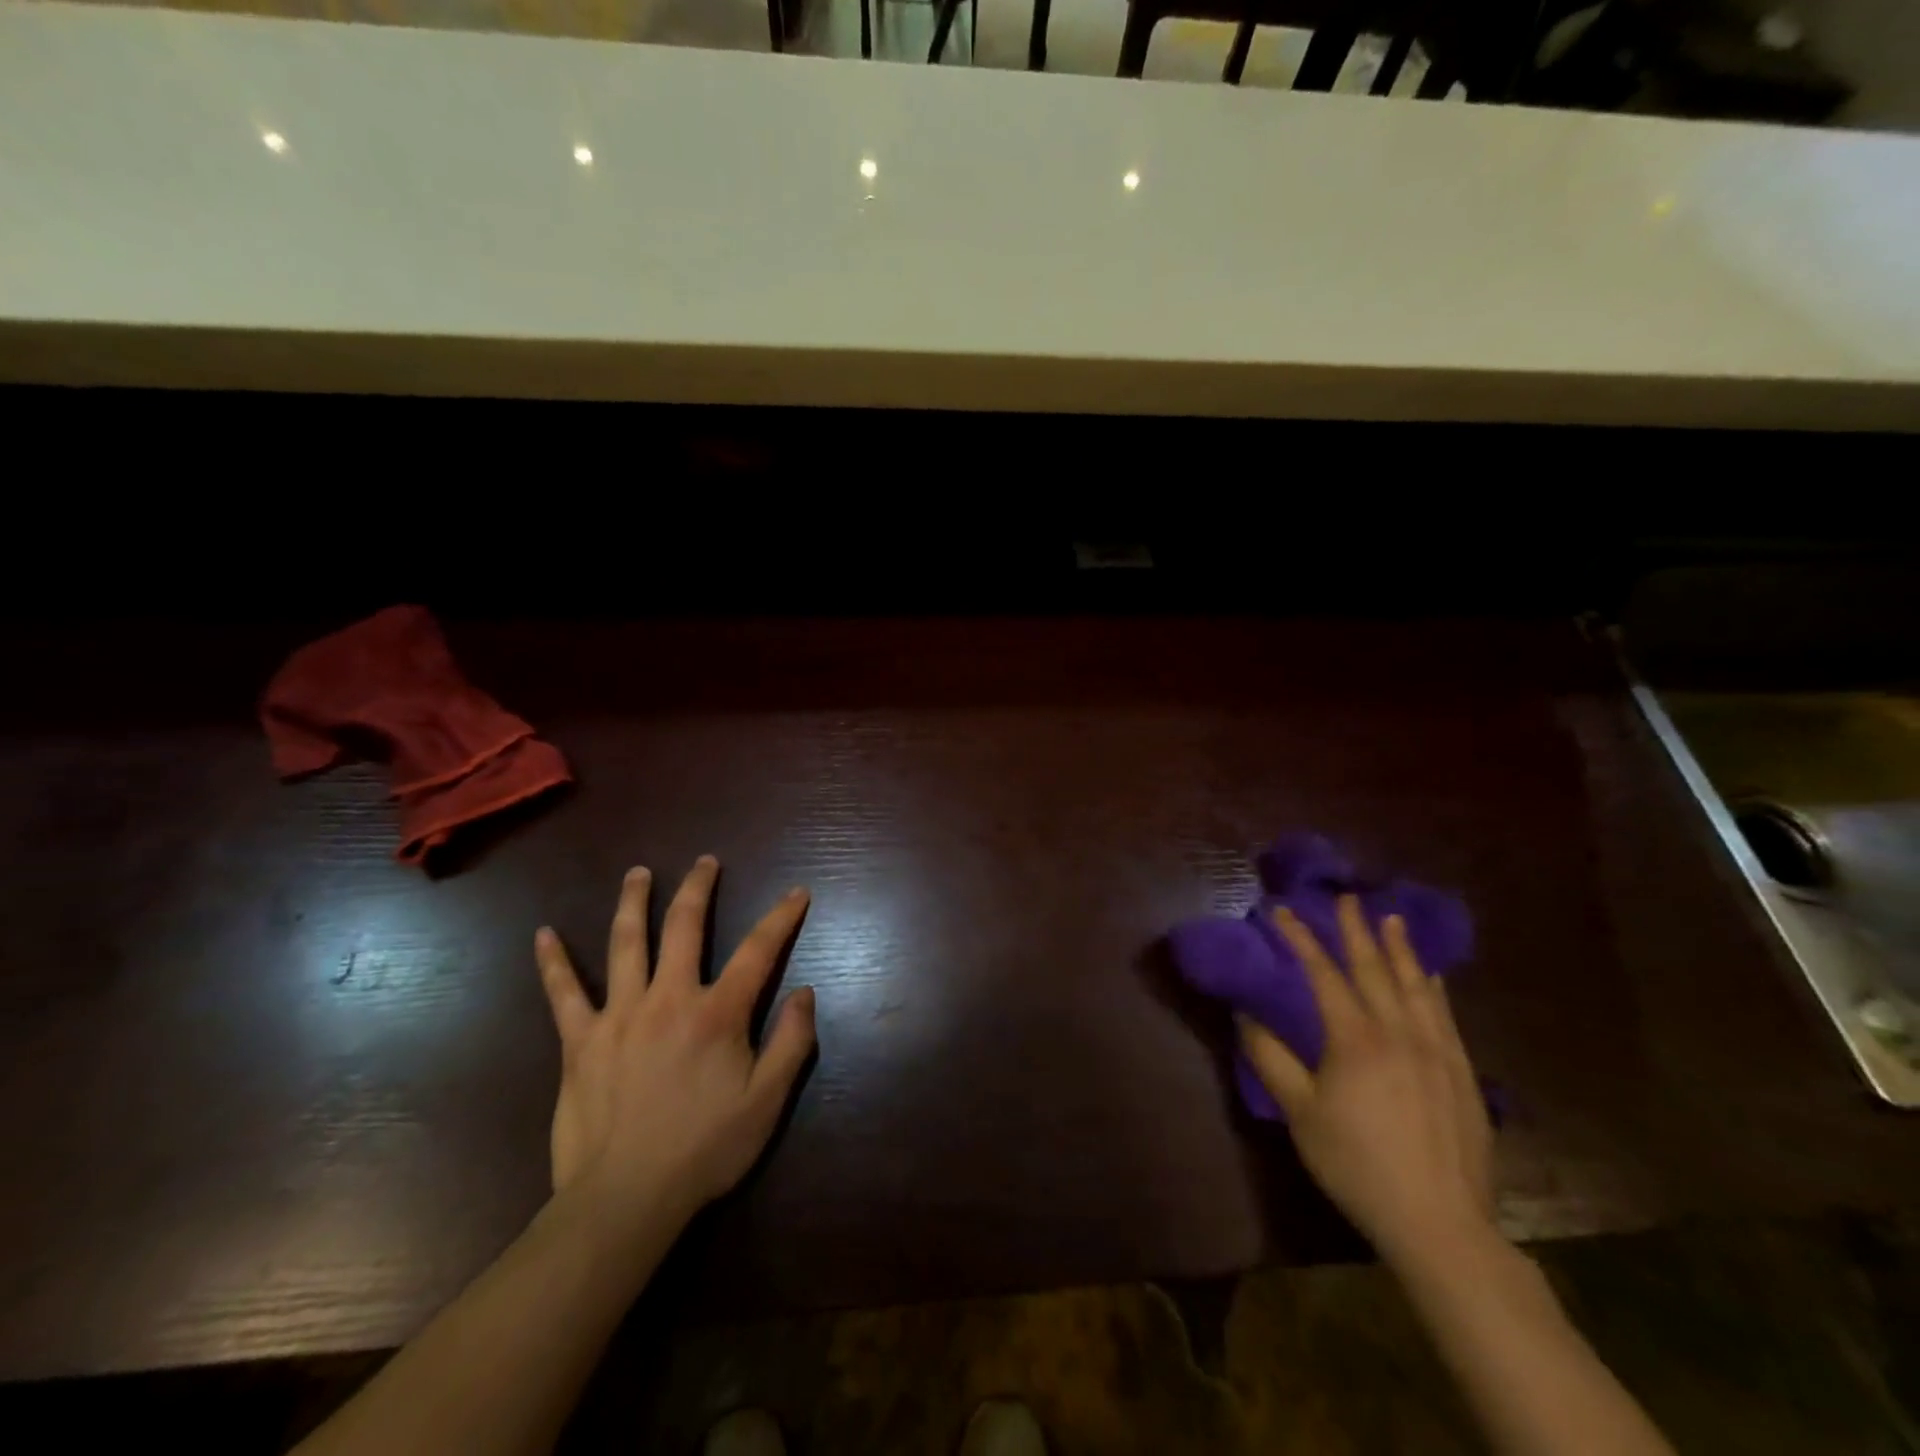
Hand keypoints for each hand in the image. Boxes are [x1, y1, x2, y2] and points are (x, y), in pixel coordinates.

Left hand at [534, 856, 816, 1229]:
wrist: (625, 1200)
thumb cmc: (704, 1150)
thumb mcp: (767, 1102)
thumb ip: (791, 1043)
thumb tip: (805, 992)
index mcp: (717, 1013)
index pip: (759, 950)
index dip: (781, 917)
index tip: (797, 892)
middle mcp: (669, 999)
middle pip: (685, 927)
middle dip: (699, 888)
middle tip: (705, 862)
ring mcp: (619, 1015)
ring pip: (626, 943)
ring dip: (634, 902)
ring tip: (638, 873)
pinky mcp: (580, 1041)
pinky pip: (563, 993)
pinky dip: (553, 963)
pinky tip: (543, 935)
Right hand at [1239, 895, 1493, 1272]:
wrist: (1439, 1224)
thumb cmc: (1357, 1164)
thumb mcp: (1300, 1114)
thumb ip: (1271, 1059)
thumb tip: (1245, 1015)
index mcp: (1355, 1039)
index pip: (1323, 975)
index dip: (1301, 940)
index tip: (1284, 911)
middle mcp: (1399, 1033)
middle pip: (1375, 970)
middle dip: (1357, 930)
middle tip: (1349, 897)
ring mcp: (1437, 1052)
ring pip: (1417, 987)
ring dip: (1401, 949)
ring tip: (1392, 920)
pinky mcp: (1463, 1074)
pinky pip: (1446, 1016)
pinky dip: (1435, 988)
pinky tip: (1434, 976)